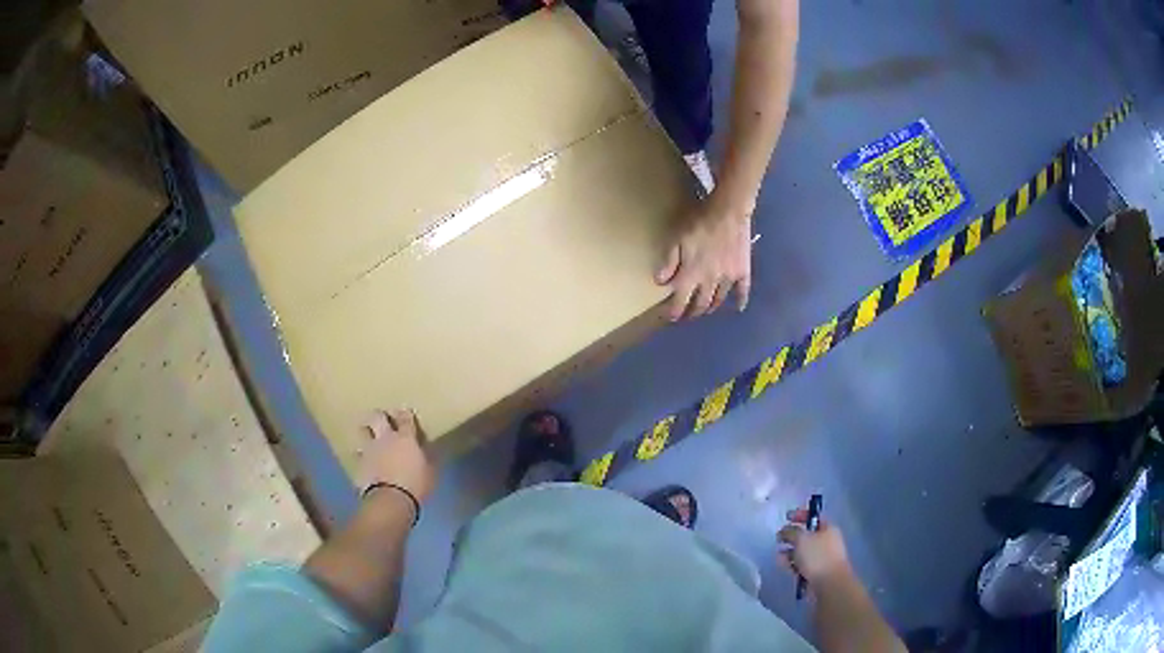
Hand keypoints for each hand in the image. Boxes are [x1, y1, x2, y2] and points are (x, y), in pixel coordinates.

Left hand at [357, 409, 436, 502]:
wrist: (390, 500)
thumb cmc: (416, 485)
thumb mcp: (430, 472)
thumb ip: (428, 459)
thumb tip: (427, 451)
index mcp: (405, 438)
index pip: (405, 418)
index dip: (405, 414)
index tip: (406, 413)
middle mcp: (385, 438)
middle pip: (377, 417)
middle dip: (379, 416)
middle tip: (382, 420)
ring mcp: (370, 450)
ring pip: (362, 432)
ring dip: (366, 434)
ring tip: (370, 439)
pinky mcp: (359, 464)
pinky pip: (358, 455)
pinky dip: (361, 457)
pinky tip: (365, 462)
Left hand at [656, 194, 752, 320]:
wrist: (728, 212)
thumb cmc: (698, 223)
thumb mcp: (676, 239)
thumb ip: (668, 262)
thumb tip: (661, 282)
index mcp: (691, 276)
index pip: (680, 302)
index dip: (674, 312)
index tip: (670, 317)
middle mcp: (710, 283)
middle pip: (700, 304)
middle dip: (692, 313)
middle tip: (686, 316)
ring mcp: (728, 279)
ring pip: (719, 299)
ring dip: (710, 307)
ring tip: (705, 309)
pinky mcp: (742, 271)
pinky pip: (743, 290)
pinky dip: (741, 300)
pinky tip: (739, 307)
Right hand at [778, 509, 852, 586]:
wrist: (828, 584)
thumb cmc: (817, 556)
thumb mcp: (802, 538)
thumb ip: (791, 531)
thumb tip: (784, 531)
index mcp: (828, 529)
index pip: (814, 517)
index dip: (801, 515)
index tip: (787, 517)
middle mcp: (826, 541)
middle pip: (807, 535)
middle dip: (792, 537)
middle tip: (779, 538)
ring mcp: (821, 558)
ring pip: (802, 551)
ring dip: (790, 552)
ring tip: (779, 555)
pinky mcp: (815, 572)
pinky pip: (801, 565)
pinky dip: (792, 564)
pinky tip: (783, 565)